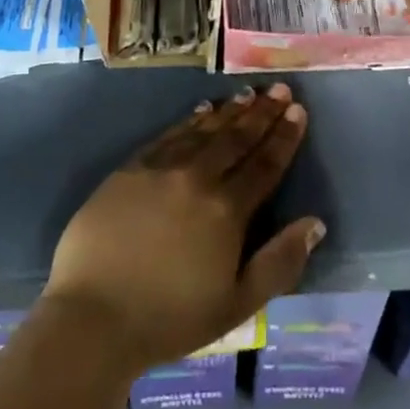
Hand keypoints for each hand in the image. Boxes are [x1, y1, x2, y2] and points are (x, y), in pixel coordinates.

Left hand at [42, 85, 323, 374]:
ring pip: (204, 130)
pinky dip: (190, 120)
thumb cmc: (170, 318)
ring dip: (230, 111)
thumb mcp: (237, 305)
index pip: (264, 164)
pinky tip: (202, 110)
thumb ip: (280, 262)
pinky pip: (169, 134)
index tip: (299, 111)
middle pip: (237, 138)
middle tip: (280, 89)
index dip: (284, 137)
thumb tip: (315, 223)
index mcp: (227, 210)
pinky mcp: (131, 168)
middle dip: (262, 113)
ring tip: (249, 93)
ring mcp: (161, 168)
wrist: (93, 316)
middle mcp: (197, 178)